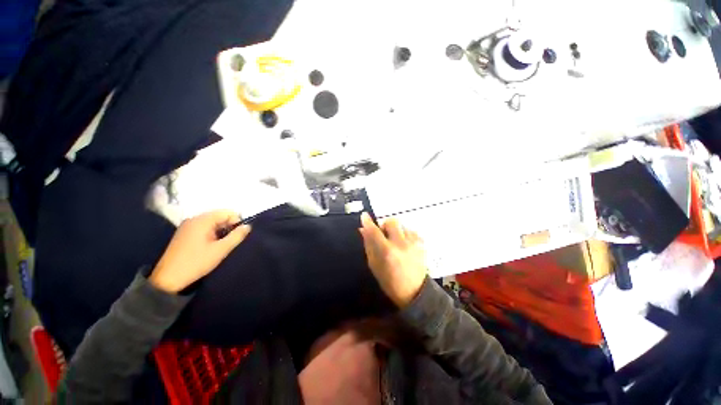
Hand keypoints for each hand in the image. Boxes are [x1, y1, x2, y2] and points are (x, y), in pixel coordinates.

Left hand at [149, 210, 251, 292]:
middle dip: (229, 227)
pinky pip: (204, 228)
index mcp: (202, 220)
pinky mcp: (184, 234)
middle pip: (219, 216)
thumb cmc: (196, 262)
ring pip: (212, 223)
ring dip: (221, 232)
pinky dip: (212, 234)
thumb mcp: (221, 250)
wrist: (167, 279)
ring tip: (222, 245)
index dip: (237, 222)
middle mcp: (194, 219)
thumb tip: (248, 226)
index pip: (227, 212)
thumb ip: (237, 236)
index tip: (238, 236)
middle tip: (230, 242)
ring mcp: (187, 226)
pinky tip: (211, 246)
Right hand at [359, 212, 426, 307]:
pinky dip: (405, 235)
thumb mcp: (374, 265)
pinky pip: (410, 230)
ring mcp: (414, 243)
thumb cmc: (390, 282)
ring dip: (396, 231)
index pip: (375, 231)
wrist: (415, 292)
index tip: (364, 215)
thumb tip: (363, 229)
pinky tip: (404, 245)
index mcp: (387, 252)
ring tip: (396, 243)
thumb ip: (369, 245)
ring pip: (401, 225)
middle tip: (384, 234)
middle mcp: (401, 244)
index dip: (368, 222)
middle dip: (385, 225)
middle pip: (391, 221)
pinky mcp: (421, 243)